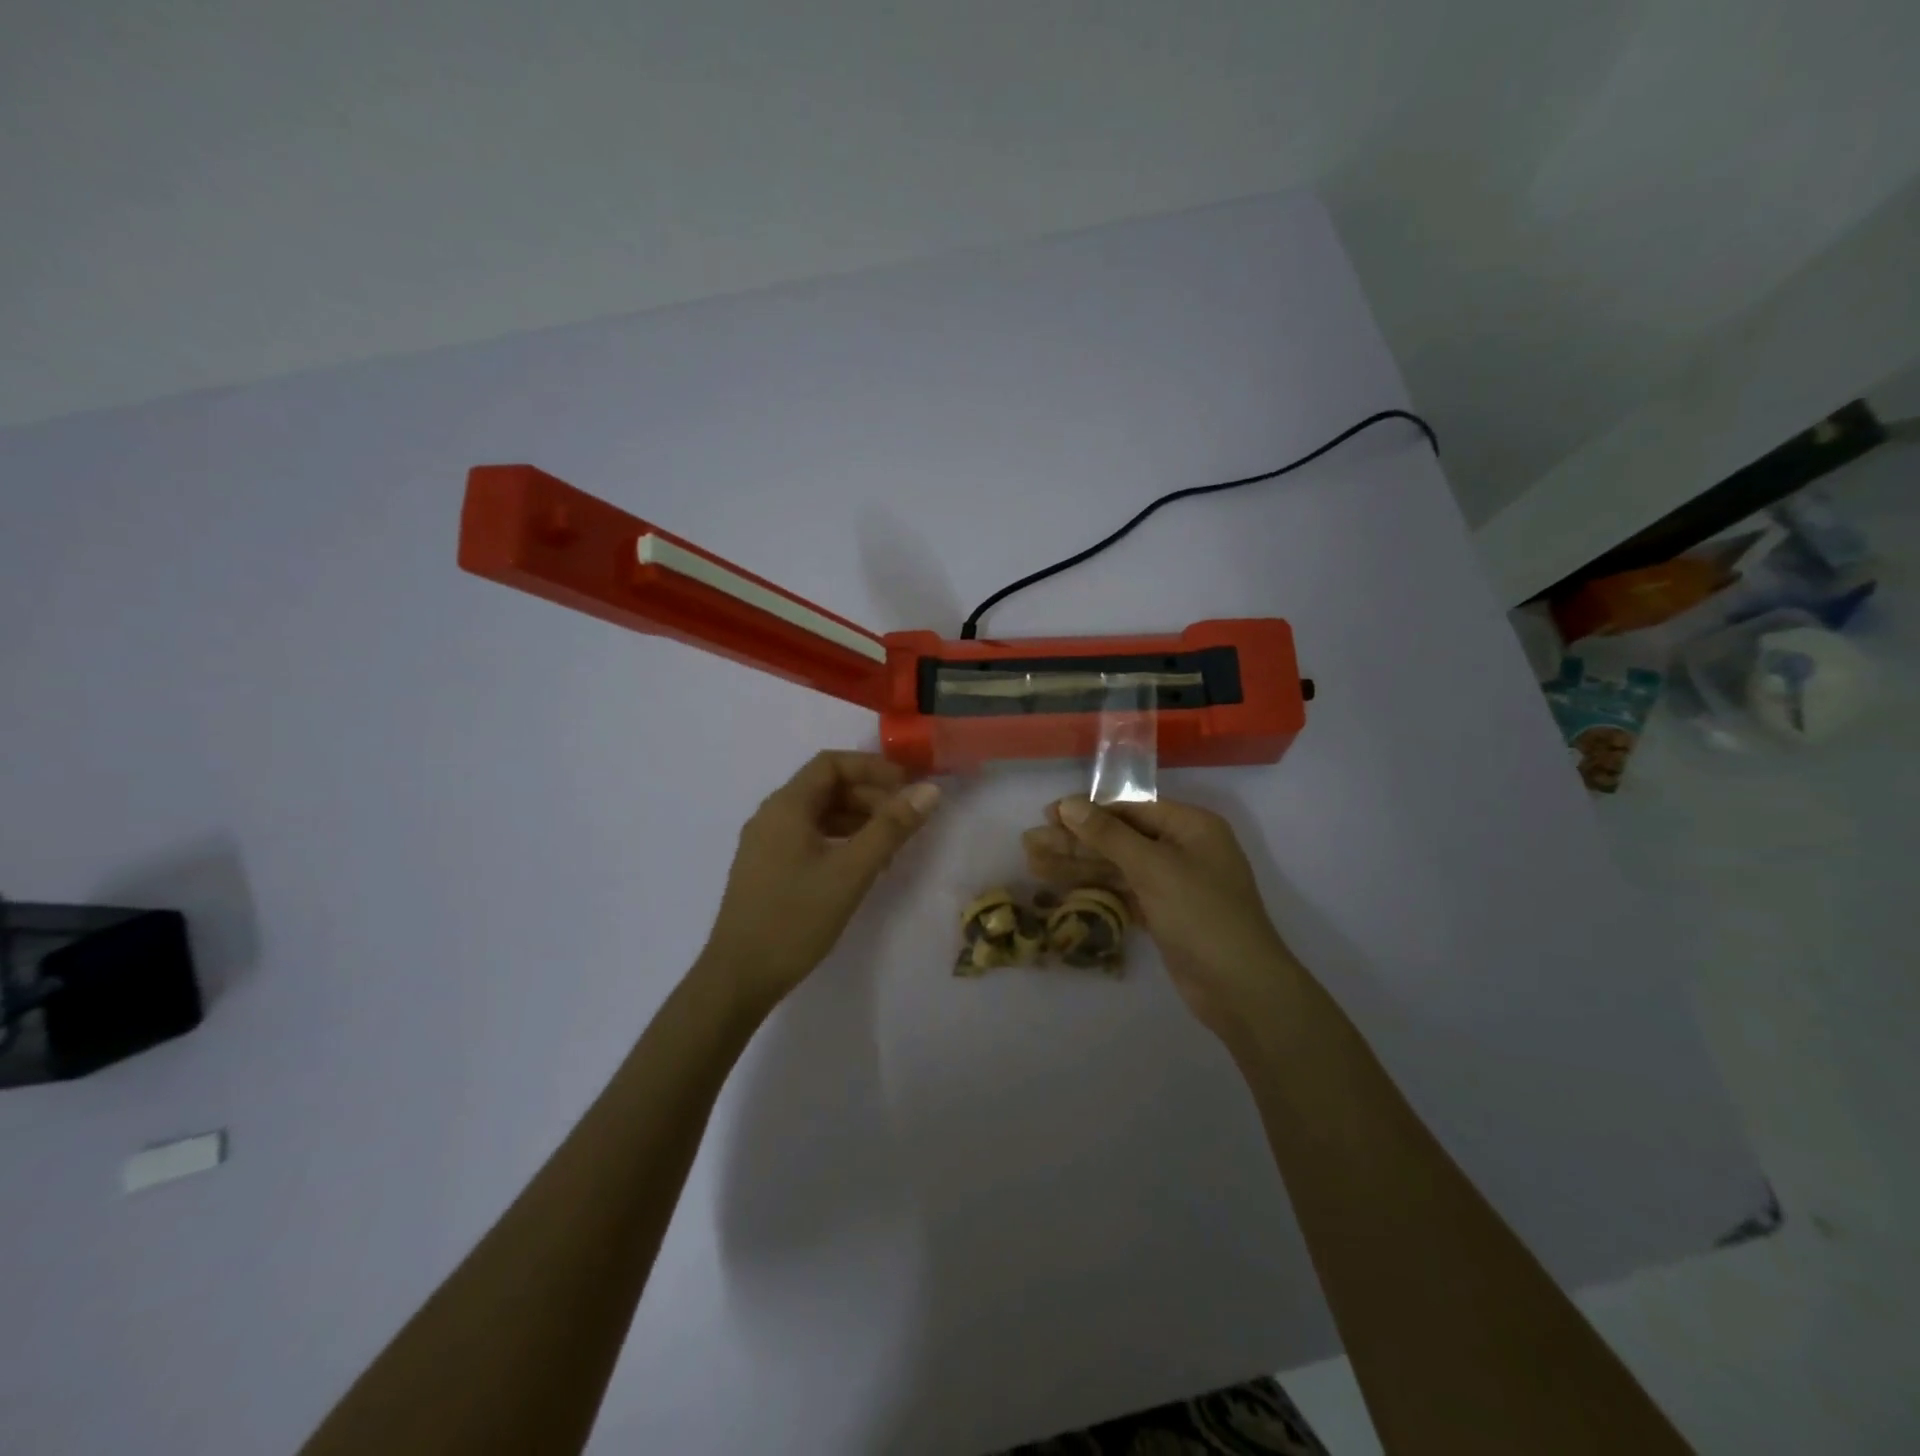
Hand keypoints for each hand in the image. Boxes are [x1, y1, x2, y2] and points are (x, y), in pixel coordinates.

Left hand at [696, 751, 939, 1015]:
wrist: (739, 978)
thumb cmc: (795, 918)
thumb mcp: (851, 872)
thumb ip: (891, 828)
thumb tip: (929, 791)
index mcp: (786, 806)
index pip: (831, 764)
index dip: (873, 768)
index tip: (908, 788)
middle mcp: (772, 816)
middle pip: (826, 788)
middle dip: (870, 796)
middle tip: (906, 821)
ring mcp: (767, 843)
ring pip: (819, 815)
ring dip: (858, 820)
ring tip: (891, 847)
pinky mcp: (768, 868)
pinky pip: (810, 838)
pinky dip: (840, 841)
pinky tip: (862, 867)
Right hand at [1023, 798, 1302, 1039]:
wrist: (1241, 988)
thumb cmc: (1202, 914)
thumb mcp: (1153, 868)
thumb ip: (1108, 834)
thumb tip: (1068, 804)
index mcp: (1190, 826)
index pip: (1129, 808)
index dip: (1087, 810)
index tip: (1048, 814)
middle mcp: (1182, 848)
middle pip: (1119, 837)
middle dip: (1075, 840)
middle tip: (1029, 843)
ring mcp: (1173, 882)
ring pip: (1117, 866)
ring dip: (1078, 864)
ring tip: (1032, 864)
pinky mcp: (1164, 912)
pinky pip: (1123, 891)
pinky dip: (1094, 888)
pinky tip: (1061, 887)